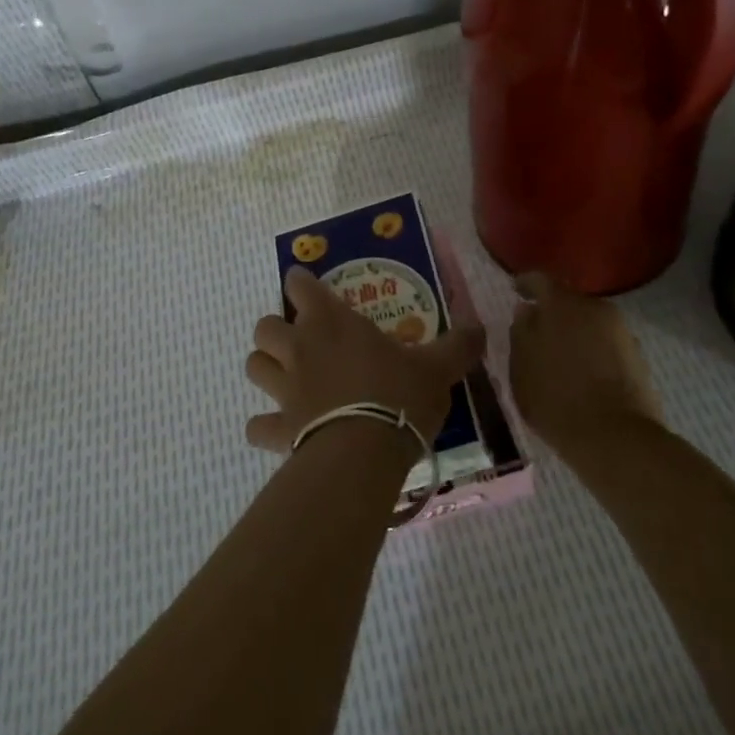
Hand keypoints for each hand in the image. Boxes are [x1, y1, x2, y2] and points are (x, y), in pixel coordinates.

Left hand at [245, 266, 484, 452]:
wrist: (365, 451)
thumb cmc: (399, 395)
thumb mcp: (437, 368)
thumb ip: (458, 345)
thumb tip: (481, 328)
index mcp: (331, 322)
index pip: (299, 286)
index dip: (299, 282)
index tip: (303, 285)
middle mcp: (300, 348)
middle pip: (264, 326)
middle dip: (275, 329)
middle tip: (298, 340)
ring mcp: (284, 389)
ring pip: (253, 366)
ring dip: (265, 367)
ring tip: (284, 377)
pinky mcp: (279, 429)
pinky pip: (257, 425)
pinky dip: (264, 426)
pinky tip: (278, 431)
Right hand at [509, 273, 663, 455]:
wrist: (616, 439)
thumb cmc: (556, 399)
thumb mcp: (521, 368)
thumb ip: (521, 333)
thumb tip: (526, 311)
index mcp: (562, 304)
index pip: (540, 280)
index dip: (525, 284)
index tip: (514, 291)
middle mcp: (595, 308)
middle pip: (568, 301)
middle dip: (551, 312)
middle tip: (536, 331)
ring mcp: (621, 332)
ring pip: (589, 323)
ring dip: (574, 332)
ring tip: (559, 356)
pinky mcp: (637, 356)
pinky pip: (606, 343)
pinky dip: (592, 350)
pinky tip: (583, 373)